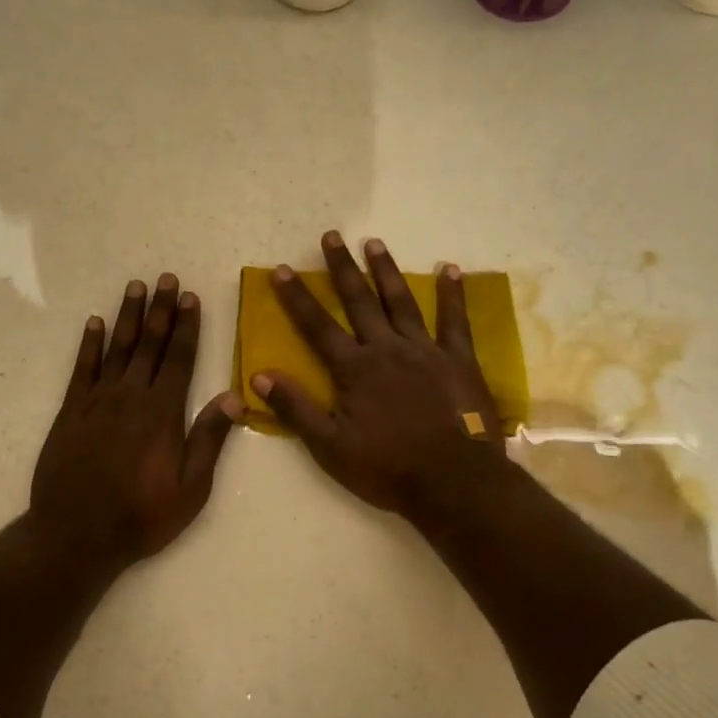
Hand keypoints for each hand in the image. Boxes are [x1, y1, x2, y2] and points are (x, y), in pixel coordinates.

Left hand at [30, 274, 241, 572]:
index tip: (190, 297)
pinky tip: (94, 324)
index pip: (180, 359)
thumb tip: (234, 397)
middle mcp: (130, 397)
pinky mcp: (71, 412)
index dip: (187, 327)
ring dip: (127, 317)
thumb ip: (209, 440)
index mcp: (162, 413)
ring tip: (135, 287)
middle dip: (159, 310)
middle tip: (165, 278)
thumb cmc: (142, 516)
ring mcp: (97, 402)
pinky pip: (82, 369)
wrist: (76, 535)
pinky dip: (89, 345)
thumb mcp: (190, 489)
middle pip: (149, 345)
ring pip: (116, 349)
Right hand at [252, 232, 508, 518]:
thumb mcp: (329, 446)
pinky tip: (450, 269)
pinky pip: (455, 321)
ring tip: (374, 243)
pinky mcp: (459, 360)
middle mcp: (387, 349)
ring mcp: (425, 351)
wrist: (452, 481)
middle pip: (359, 301)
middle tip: (332, 236)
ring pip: (402, 302)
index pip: (317, 326)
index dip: (297, 298)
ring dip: (386, 270)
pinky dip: (453, 294)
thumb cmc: (386, 468)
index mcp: (354, 369)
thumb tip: (258, 376)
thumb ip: (296, 408)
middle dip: (342, 268)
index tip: (282, 269)